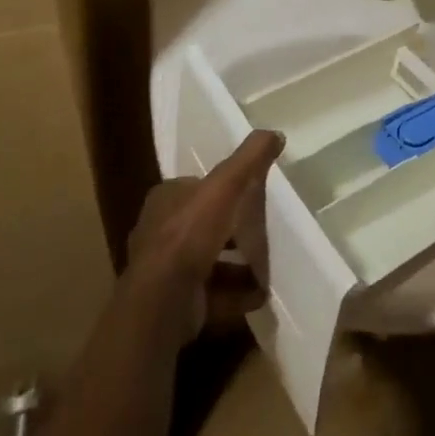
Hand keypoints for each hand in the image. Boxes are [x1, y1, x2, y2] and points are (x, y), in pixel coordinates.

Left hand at [126, 131, 283, 341]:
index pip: (197, 187)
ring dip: (237, 266)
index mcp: (165, 199)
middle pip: (204, 225)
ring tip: (266, 268)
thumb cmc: (190, 234)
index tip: (250, 197)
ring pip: (208, 261)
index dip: (224, 191)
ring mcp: (164, 271)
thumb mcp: (226, 185)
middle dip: (233, 231)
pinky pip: (211, 293)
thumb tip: (275, 133)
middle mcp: (159, 231)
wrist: (163, 301)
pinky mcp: (174, 303)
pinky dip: (234, 294)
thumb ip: (250, 158)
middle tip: (262, 233)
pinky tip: (258, 295)